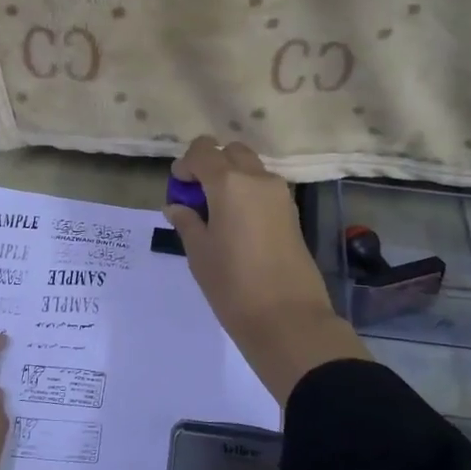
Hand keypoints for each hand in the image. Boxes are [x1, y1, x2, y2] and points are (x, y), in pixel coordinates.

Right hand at [164, 136, 368, 405]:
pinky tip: (238, 226)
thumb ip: (187, 222)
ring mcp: (280, 194)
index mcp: (229, 183)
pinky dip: (248, 193)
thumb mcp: (199, 254)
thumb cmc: (233, 285)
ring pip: (251, 168)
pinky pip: (265, 188)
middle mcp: (258, 179)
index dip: (186, 165)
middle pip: (231, 151)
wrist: (288, 318)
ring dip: (232, 178)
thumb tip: (178, 206)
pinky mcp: (292, 213)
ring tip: (218, 214)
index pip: (203, 151)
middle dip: (211, 164)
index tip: (179, 190)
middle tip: (198, 197)